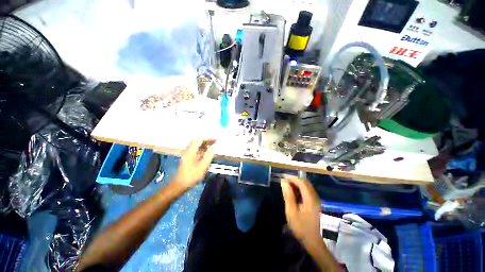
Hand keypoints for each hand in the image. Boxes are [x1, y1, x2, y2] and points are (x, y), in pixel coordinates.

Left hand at [173, 140, 215, 188]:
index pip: (199, 140)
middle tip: (215, 142)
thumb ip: (209, 156)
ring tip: (212, 146)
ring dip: (205, 144)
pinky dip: (202, 148)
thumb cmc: (192, 176)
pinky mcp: (188, 157)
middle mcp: (188, 150)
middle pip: (197, 141)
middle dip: (207, 140)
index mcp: (191, 151)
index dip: (208, 138)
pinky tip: (207, 152)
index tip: (216, 139)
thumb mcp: (202, 167)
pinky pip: (196, 149)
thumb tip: (214, 147)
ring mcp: (187, 153)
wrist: (180, 184)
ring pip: (197, 145)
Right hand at [280, 175, 320, 244]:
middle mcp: (315, 197)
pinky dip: (301, 189)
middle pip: (305, 183)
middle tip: (285, 183)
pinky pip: (309, 191)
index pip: (301, 182)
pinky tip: (295, 195)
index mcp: (310, 199)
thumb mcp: (291, 212)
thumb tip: (284, 183)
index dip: (292, 178)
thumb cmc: (301, 228)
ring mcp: (317, 200)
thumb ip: (288, 196)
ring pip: (307, 186)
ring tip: (289, 189)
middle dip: (295, 180)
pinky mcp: (316, 204)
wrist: (314, 241)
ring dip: (298, 185)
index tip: (283, 179)